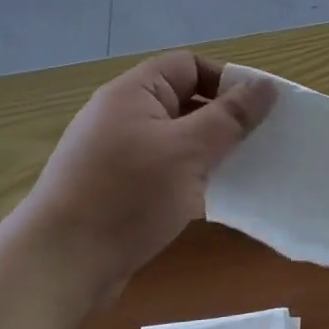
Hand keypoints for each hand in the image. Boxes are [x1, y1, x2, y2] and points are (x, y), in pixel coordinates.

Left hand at [23, 53, 275, 295]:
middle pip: (184, 101)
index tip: (259, 111)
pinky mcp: (120, 189)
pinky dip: (191, 176)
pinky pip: (165, 169)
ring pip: (177, 139)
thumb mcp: (188, 151)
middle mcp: (123, 116)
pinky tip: (213, 196)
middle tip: (261, 143)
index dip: (226, 80)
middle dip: (223, 118)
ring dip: (210, 151)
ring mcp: (119, 154)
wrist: (62, 263)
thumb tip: (266, 86)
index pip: (189, 65)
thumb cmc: (127, 195)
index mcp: (134, 93)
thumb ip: (230, 117)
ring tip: (245, 170)